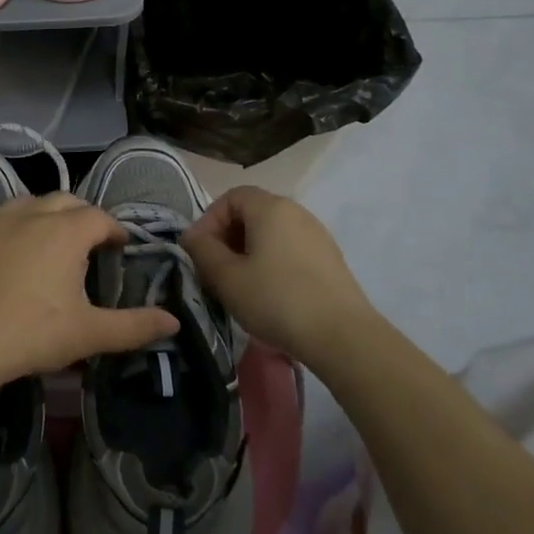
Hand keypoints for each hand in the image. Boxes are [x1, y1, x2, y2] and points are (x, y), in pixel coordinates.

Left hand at [0, 193, 178, 398]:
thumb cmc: (29, 334)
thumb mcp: (88, 334)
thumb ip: (134, 326)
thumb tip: (174, 322)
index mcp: (66, 231)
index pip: (100, 217)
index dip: (113, 230)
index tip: (119, 247)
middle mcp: (32, 213)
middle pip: (65, 201)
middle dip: (81, 217)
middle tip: (87, 244)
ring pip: (27, 203)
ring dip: (44, 216)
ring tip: (46, 242)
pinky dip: (7, 225)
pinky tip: (3, 247)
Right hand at [183, 185, 380, 363]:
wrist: (342, 337)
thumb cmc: (276, 299)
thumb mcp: (226, 277)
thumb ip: (202, 251)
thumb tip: (191, 236)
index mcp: (270, 208)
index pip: (231, 197)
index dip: (209, 220)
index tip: (200, 252)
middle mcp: (296, 212)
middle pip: (252, 213)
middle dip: (227, 237)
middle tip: (216, 270)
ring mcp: (317, 235)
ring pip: (272, 233)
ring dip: (249, 252)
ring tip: (240, 284)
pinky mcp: (330, 259)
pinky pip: (290, 249)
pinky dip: (272, 262)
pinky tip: (269, 294)